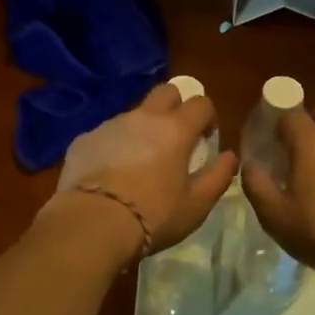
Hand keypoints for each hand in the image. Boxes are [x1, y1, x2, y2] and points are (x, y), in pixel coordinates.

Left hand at [45, 84, 238, 256]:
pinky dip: (114, 146)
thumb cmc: (153, 215)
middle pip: (166, 91)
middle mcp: (144, 117)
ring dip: (143, 129)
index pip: (201, 103)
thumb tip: (229, 156)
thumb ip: (218, 176)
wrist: (92, 223)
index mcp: (176, 129)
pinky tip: (110, 175)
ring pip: (134, 113)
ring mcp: (111, 124)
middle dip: (175, 107)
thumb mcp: (196, 205)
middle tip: (175, 138)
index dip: (207, 117)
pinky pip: (106, 134)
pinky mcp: (85, 139)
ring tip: (139, 163)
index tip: (205, 139)